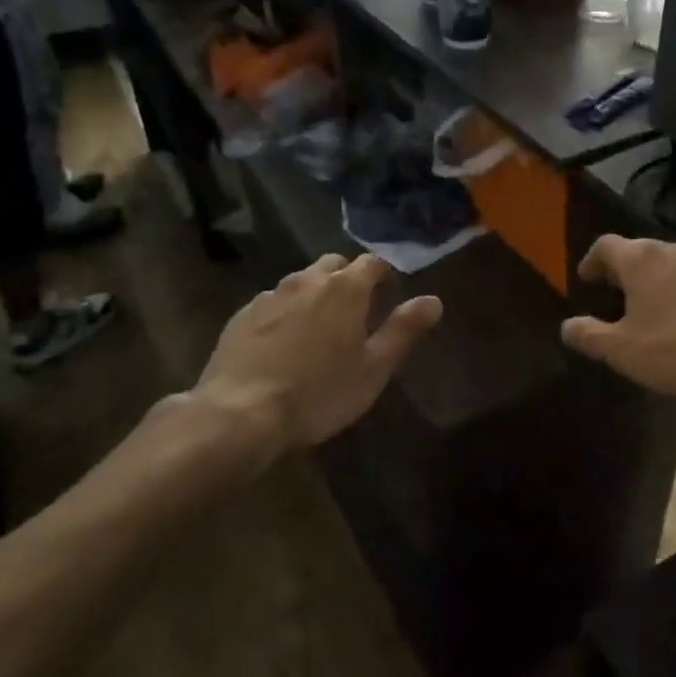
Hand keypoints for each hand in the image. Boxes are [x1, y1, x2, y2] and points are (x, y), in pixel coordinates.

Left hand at [186, 253, 441, 459]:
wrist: (242, 413)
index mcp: (344, 289)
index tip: (389, 292)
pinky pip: (272, 301)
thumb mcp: (374, 368)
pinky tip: (283, 340)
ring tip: (318, 324)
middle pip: (333, 264)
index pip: (371, 262)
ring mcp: (270, 295)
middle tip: (356, 308)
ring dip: (315, 292)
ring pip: (300, 280)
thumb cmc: (320, 392)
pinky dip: (285, 310)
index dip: (383, 273)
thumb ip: (404, 330)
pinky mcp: (242, 315)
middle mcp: (306, 281)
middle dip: (348, 277)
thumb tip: (434, 300)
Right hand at [561, 236, 675, 408]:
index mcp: (640, 258)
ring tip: (642, 309)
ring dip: (649, 281)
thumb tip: (567, 326)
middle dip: (620, 270)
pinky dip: (674, 292)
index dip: (591, 261)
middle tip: (610, 295)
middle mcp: (671, 250)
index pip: (605, 245)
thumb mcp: (621, 349)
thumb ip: (588, 335)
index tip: (585, 280)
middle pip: (637, 250)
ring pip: (665, 264)